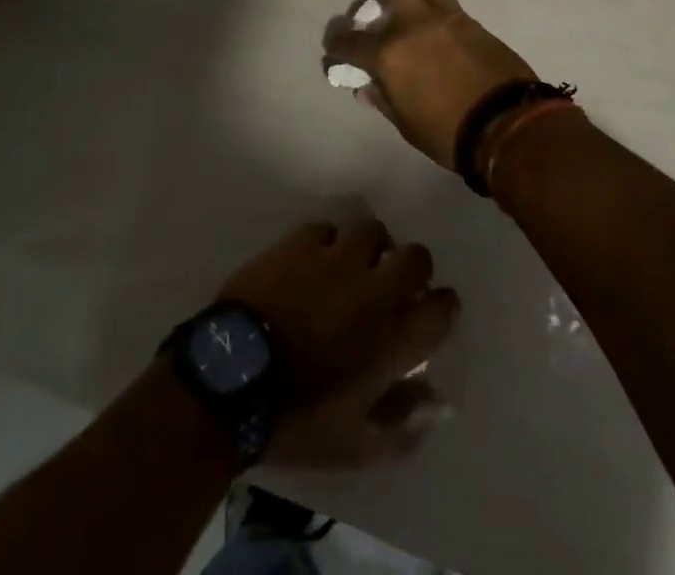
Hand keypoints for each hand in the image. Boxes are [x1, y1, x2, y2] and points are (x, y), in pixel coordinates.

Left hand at [219, 219, 459, 466]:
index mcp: (395, 337)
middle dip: (411, 270)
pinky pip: (326, 229)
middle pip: (418, 256)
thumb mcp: (354, 445)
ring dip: (369, 250)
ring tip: (352, 268)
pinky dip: (325, 244)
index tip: (428, 318)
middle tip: (390, 288)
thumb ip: (403, 425)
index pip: (444, 307)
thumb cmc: (297, 421)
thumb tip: (436, 405)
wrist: (231, 381)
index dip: (440, 310)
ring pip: (373, 232)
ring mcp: (338, 257)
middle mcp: (376, 288)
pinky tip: (312, 263)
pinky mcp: (302, 241)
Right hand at [326, 0, 535, 168]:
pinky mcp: (474, 22)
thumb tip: (368, 86)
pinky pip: (452, 6)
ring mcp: (447, 18)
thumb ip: (384, 98)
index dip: (339, 44)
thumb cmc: (447, 131)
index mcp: (390, 53)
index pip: (351, 41)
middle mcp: (414, 25)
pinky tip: (444, 32)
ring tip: (419, 15)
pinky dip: (442, 13)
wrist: (506, 122)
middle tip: (383, 7)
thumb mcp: (406, 123)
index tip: (338, 47)